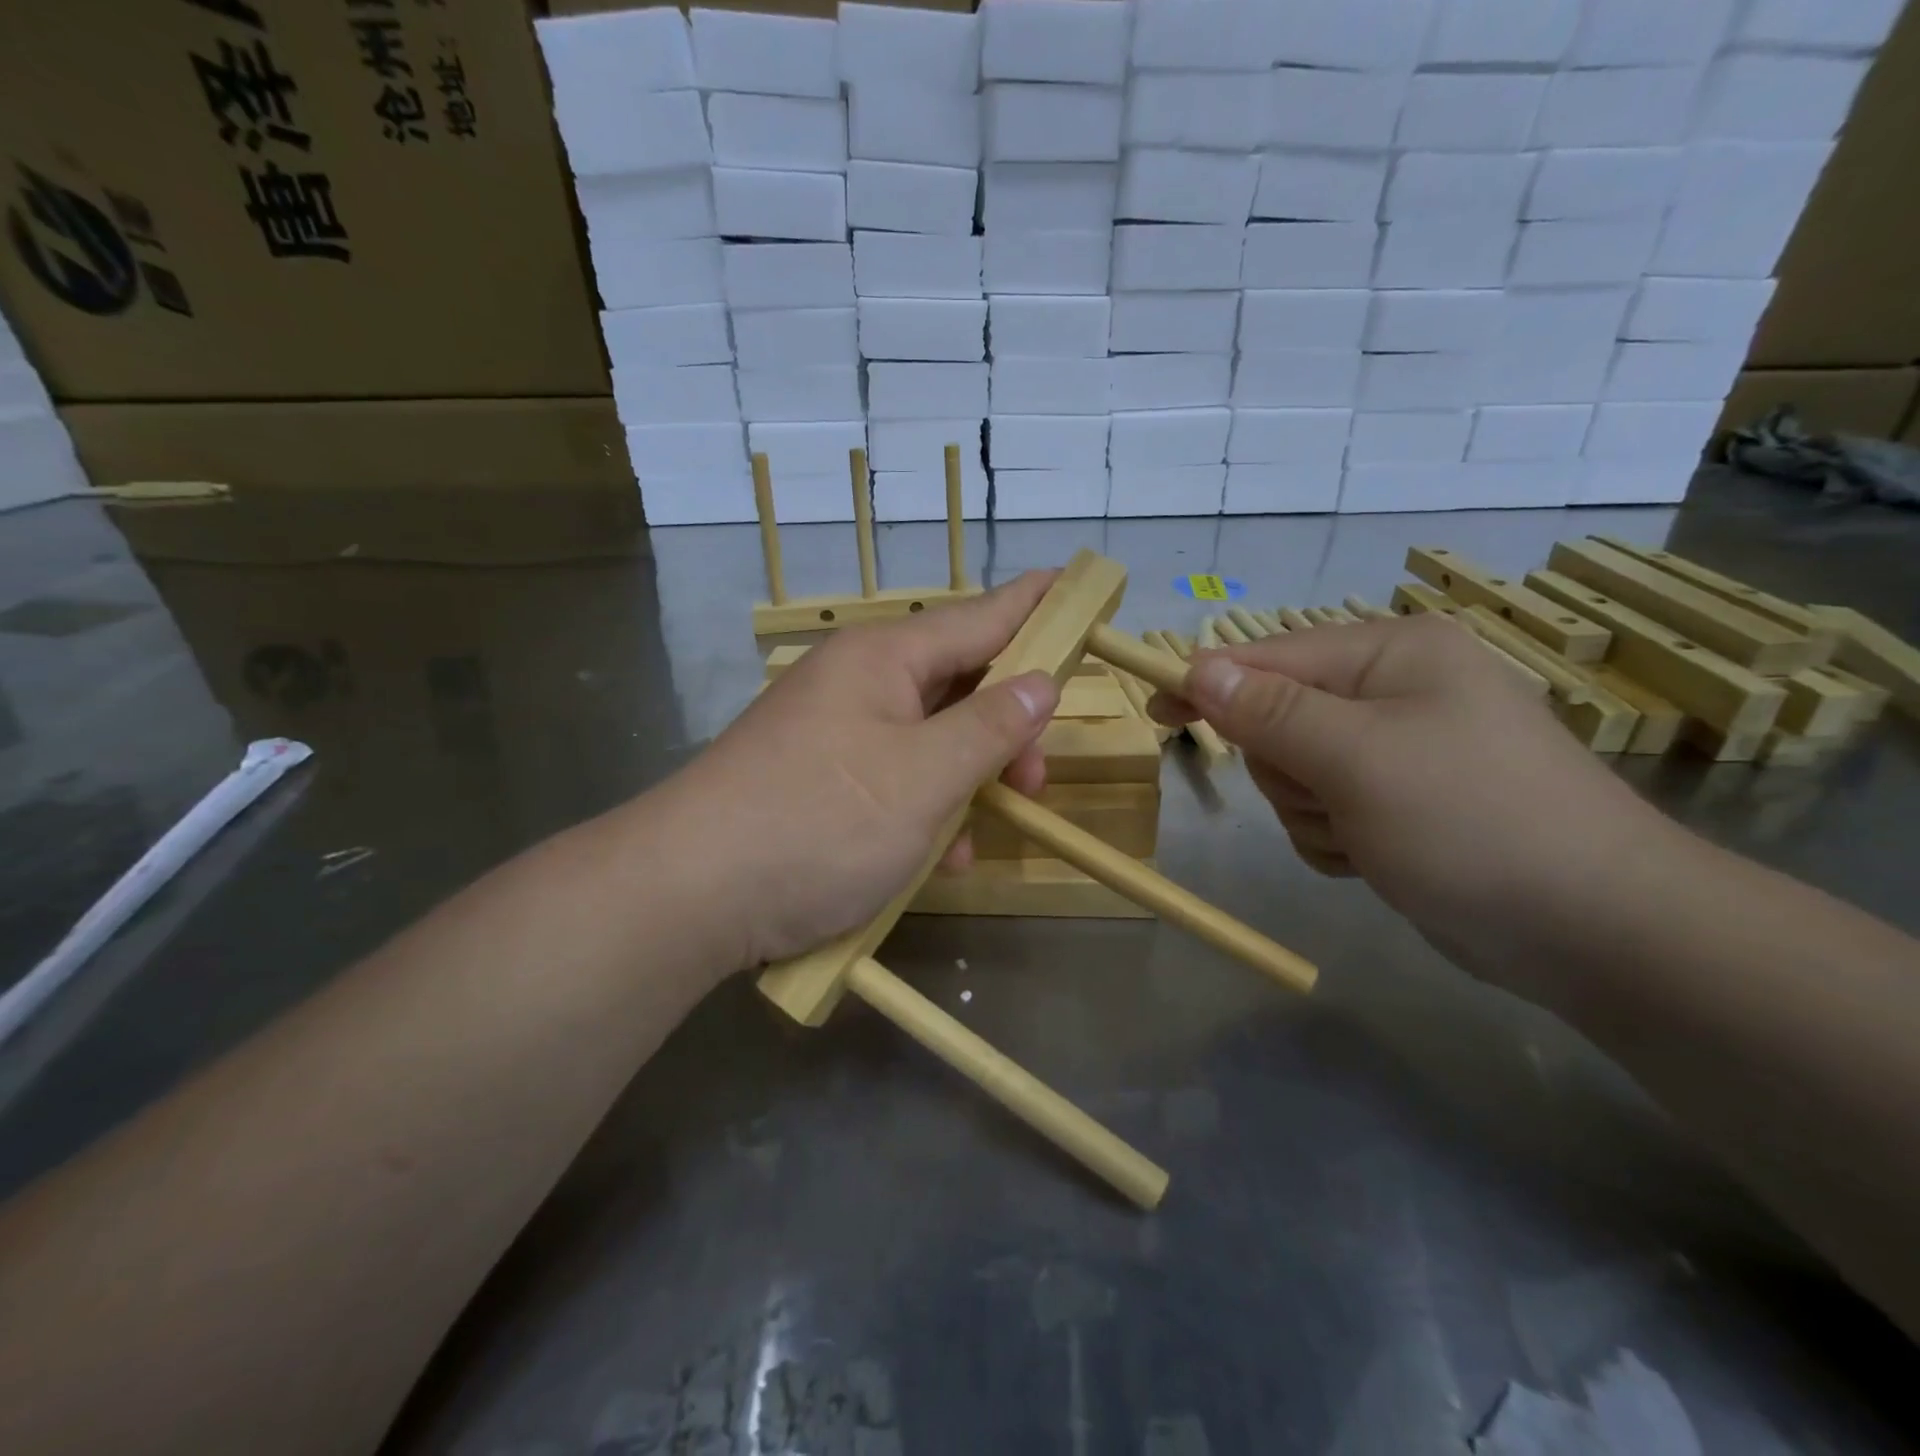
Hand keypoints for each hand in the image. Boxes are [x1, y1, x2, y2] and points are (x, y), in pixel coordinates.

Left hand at [661, 572, 1061, 970]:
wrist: (689, 895)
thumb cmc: (819, 821)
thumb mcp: (924, 777)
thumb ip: (991, 727)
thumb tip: (1041, 682)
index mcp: (882, 658)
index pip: (978, 617)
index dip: (1032, 605)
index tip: (1075, 584)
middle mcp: (857, 684)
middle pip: (956, 684)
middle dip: (1006, 728)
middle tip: (1037, 777)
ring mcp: (834, 735)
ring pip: (928, 740)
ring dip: (967, 781)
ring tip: (985, 831)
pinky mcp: (819, 783)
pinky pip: (893, 780)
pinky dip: (924, 811)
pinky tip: (939, 858)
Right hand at [1153, 613, 1676, 997]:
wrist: (1597, 930)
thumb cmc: (1472, 822)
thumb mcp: (1357, 759)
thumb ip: (1270, 712)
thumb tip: (1199, 666)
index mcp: (1391, 654)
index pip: (1269, 657)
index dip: (1209, 684)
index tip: (1157, 712)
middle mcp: (1395, 691)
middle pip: (1278, 719)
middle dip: (1287, 768)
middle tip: (1331, 796)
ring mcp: (1399, 750)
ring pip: (1295, 773)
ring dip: (1311, 811)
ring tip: (1366, 835)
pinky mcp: (1401, 804)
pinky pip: (1324, 810)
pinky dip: (1334, 837)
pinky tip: (1375, 856)